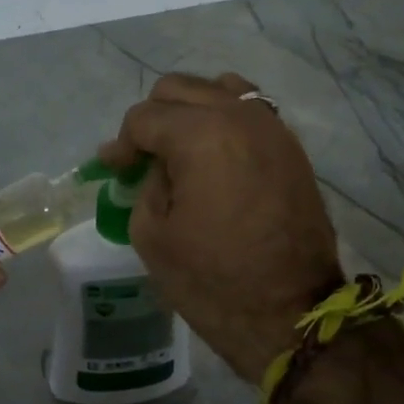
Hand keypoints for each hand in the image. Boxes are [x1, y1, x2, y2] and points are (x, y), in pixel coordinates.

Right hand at [101, 73, 340, 381]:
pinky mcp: (291, 148)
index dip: (121, 144)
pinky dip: (224, 120)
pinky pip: (250, 111)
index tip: (112, 169)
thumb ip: (146, 184)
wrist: (291, 314)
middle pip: (179, 89)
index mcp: (200, 135)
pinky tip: (214, 154)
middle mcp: (240, 116)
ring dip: (191, 111)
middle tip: (142, 158)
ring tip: (180, 148)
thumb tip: (155, 166)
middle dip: (152, 118)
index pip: (144, 117)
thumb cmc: (213, 280)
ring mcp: (272, 128)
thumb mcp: (152, 234)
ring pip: (219, 89)